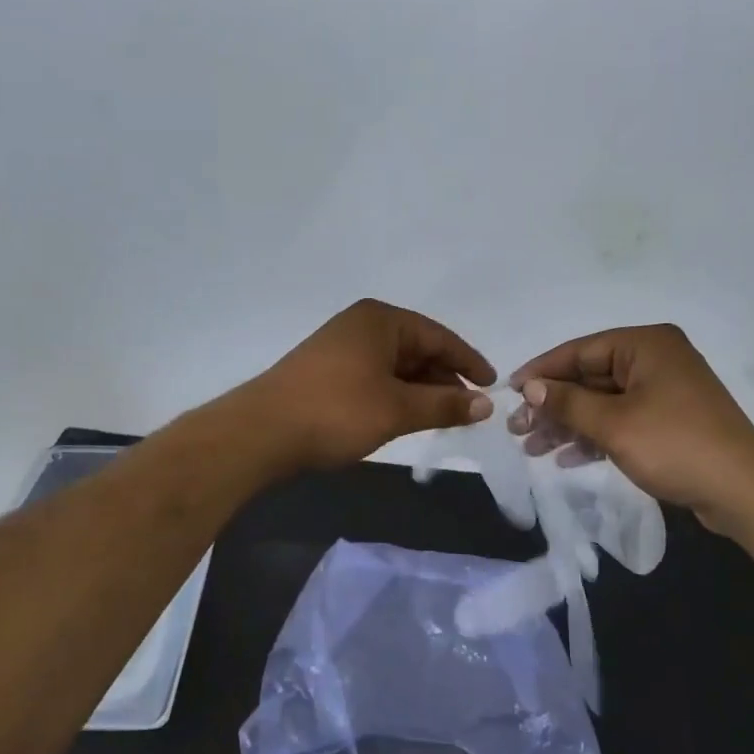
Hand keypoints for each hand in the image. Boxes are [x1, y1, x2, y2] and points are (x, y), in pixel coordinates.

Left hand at [247, 299, 495, 470]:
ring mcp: (340, 347)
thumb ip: (445, 405)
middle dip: (444, 379)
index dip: (468, 361)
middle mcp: (361, 325)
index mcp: (381, 320)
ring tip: (441, 418)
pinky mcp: (326, 371)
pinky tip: (405, 416)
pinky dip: (396, 395)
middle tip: (468, 410)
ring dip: (420, 390)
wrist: (261, 432)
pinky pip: (375, 376)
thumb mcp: (398, 409)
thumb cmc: (336, 411)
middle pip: (417, 349)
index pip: (439, 336)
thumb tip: (487, 404)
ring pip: (396, 366)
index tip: (492, 386)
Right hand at [507, 324, 753, 526]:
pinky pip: (621, 420)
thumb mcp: (613, 424)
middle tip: (517, 430)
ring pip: (602, 402)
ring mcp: (664, 391)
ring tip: (533, 449)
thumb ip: (567, 402)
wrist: (743, 490)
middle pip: (589, 378)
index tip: (509, 392)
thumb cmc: (675, 445)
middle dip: (553, 406)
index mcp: (645, 345)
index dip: (541, 372)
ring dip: (568, 425)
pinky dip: (595, 437)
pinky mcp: (669, 421)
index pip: (580, 351)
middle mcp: (655, 360)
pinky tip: (567, 458)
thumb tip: (529, 388)